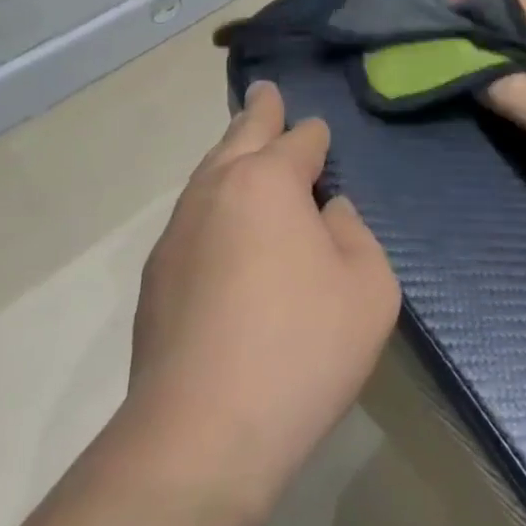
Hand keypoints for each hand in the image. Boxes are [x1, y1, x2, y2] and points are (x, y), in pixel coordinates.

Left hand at [128, 82, 399, 515]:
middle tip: (265, 92)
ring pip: (209, 173)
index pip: (299, 139)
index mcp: (268, 180)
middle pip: (241, 134)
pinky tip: (223, 227)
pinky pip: (193, 217)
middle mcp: (217, 189)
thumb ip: (353, 232)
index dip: (315, 136)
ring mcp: (179, 230)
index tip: (321, 137)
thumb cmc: (301, 349)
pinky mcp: (157, 274)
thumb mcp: (368, 287)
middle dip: (260, 112)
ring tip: (243, 146)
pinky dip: (214, 204)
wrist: (202, 433)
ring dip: (231, 155)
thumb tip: (326, 212)